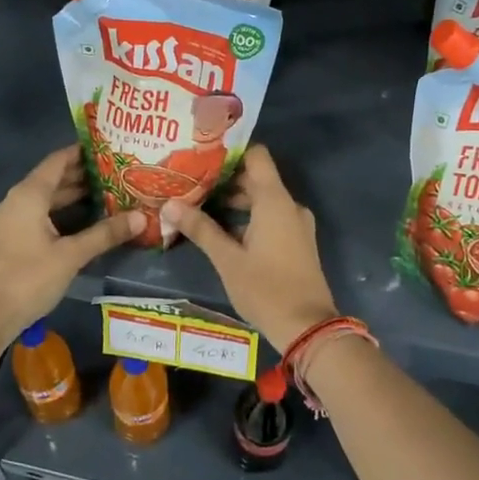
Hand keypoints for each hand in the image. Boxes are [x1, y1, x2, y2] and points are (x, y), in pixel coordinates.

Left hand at [0, 146, 142, 337]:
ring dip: (69, 198)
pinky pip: (35, 217)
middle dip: (80, 177)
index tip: (107, 149)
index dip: (81, 153)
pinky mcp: (6, 242)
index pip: (57, 161)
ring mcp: (7, 222)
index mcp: (28, 195)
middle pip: (50, 180)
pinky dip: (56, 215)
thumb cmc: (29, 277)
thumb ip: (105, 233)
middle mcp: (14, 201)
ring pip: (42, 201)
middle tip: (114, 174)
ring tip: (102, 197)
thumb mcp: (72, 254)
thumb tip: (141, 217)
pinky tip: (78, 225)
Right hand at [164, 145, 337, 347]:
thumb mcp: (227, 260)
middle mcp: (288, 205)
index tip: (202, 155)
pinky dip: (248, 217)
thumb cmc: (266, 289)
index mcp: (274, 201)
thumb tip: (170, 204)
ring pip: (262, 200)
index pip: (256, 156)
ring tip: (199, 205)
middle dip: (225, 180)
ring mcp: (296, 224)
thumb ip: (201, 229)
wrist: (308, 327)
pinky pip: (271, 217)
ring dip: (235, 201)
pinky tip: (221, 229)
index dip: (231, 152)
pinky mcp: (297, 242)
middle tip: (191, 182)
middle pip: (256, 178)